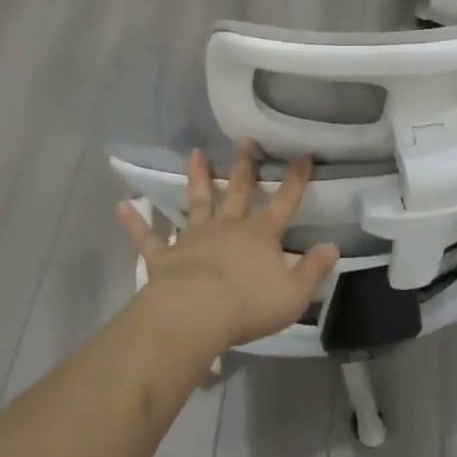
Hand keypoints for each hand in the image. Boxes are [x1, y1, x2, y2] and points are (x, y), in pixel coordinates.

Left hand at [118, 143, 339, 356]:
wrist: (195, 315)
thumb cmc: (248, 305)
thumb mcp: (294, 293)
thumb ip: (314, 269)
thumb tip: (332, 246)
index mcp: (260, 235)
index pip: (284, 202)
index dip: (296, 180)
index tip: (303, 155)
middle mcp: (228, 228)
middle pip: (238, 191)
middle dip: (244, 166)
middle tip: (245, 140)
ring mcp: (194, 238)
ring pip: (197, 203)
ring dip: (196, 178)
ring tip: (195, 153)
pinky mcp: (165, 256)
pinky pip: (149, 237)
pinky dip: (136, 222)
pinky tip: (123, 206)